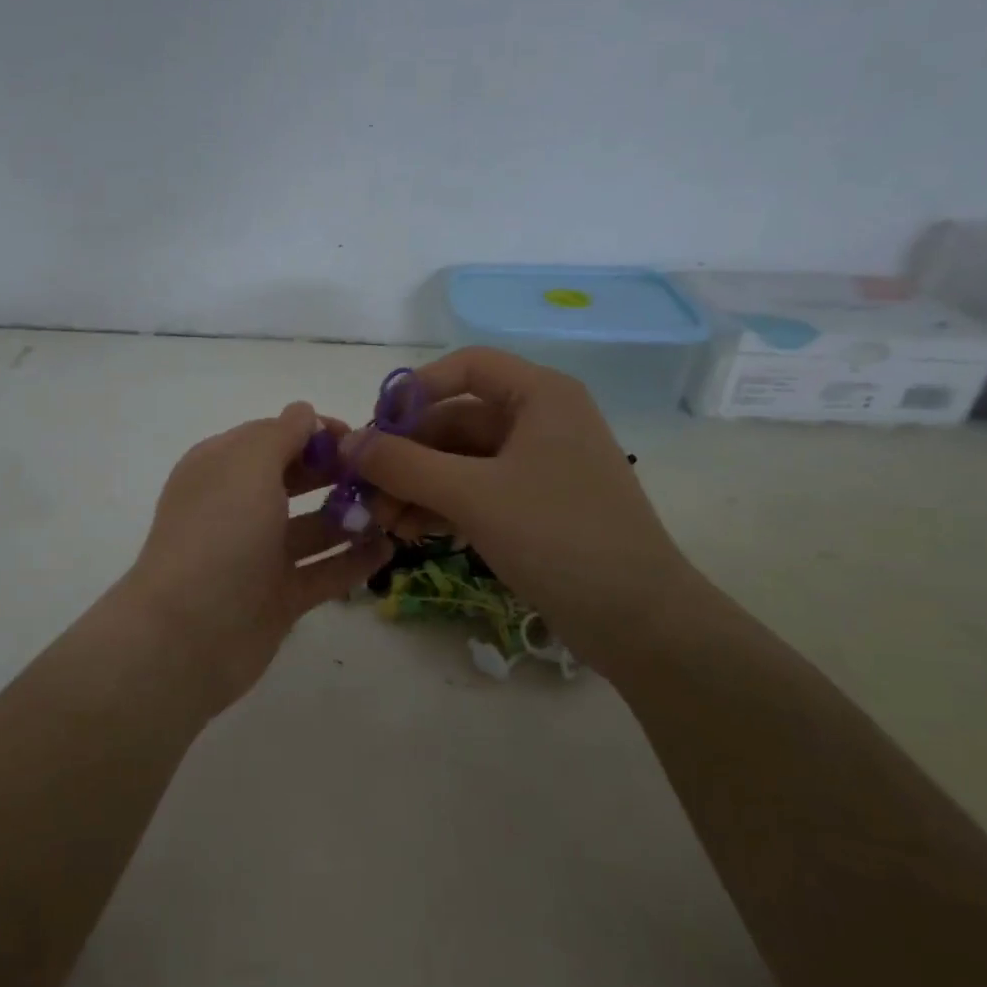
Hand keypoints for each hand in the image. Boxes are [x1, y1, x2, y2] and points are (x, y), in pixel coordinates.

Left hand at [123, 402, 391, 712]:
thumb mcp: (248, 466)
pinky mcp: (278, 597)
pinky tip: (388, 549)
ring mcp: (258, 554)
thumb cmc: (219, 534)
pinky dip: (352, 560)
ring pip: (313, 527)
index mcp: (222, 468)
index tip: (359, 437)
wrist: (189, 634)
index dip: (314, 432)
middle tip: (384, 474)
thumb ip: (280, 434)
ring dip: (351, 516)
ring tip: (395, 510)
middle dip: (337, 472)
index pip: (272, 436)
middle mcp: (238, 507)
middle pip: (295, 479)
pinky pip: (323, 571)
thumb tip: (303, 412)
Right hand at [347, 348, 697, 665]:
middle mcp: (541, 421)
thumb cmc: (558, 536)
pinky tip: (410, 532)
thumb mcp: (472, 494)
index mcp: (540, 396)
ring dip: (417, 485)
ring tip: (383, 521)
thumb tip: (348, 443)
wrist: (638, 619)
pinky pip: (475, 490)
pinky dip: (441, 505)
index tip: (376, 427)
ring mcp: (539, 466)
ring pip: (460, 460)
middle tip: (367, 490)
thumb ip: (403, 464)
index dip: (416, 389)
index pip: (466, 366)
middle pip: (455, 419)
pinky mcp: (535, 506)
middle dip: (407, 454)